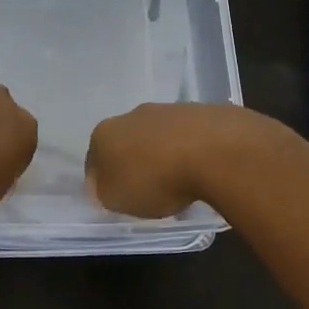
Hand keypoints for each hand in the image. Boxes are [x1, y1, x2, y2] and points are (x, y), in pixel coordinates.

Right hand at [85, 102, 277, 216]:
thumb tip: (105, 184)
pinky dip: (188, 149)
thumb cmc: (156, 179)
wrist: (214, 150)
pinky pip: (186, 135)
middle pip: (126, 143)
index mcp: (104, 134)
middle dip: (133, 162)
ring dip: (161, 154)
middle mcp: (131, 115)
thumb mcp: (118, 199)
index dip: (102, 181)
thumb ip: (105, 192)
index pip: (93, 160)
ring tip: (178, 181)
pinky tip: (200, 168)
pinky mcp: (200, 111)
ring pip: (157, 136)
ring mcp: (167, 109)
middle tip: (147, 189)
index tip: (116, 197)